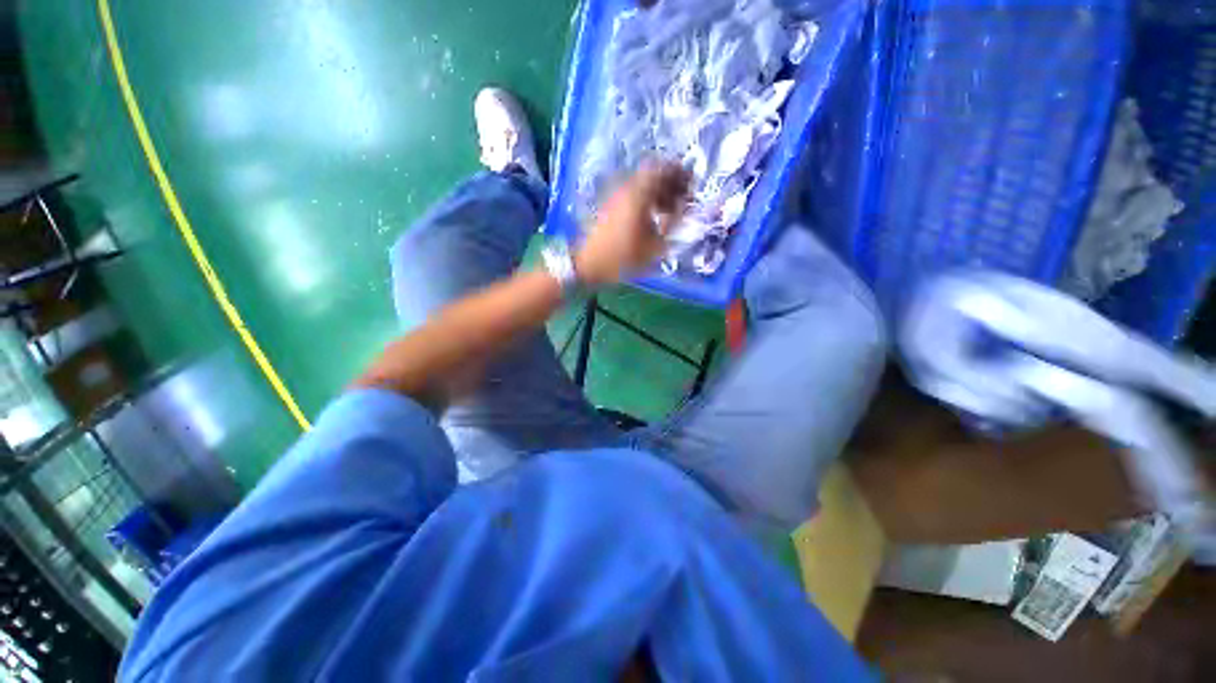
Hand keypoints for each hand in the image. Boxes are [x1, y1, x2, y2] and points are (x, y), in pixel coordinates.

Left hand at [575, 161, 690, 286]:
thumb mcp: (654, 247)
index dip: (679, 173)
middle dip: (671, 184)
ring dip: (660, 193)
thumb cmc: (622, 257)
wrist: (589, 264)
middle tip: (683, 200)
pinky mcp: (611, 206)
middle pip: (653, 174)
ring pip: (643, 185)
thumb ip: (673, 226)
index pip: (662, 168)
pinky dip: (647, 200)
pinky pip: (634, 194)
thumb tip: (685, 211)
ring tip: (670, 213)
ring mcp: (617, 197)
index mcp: (638, 194)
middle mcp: (627, 189)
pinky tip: (653, 219)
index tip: (691, 186)